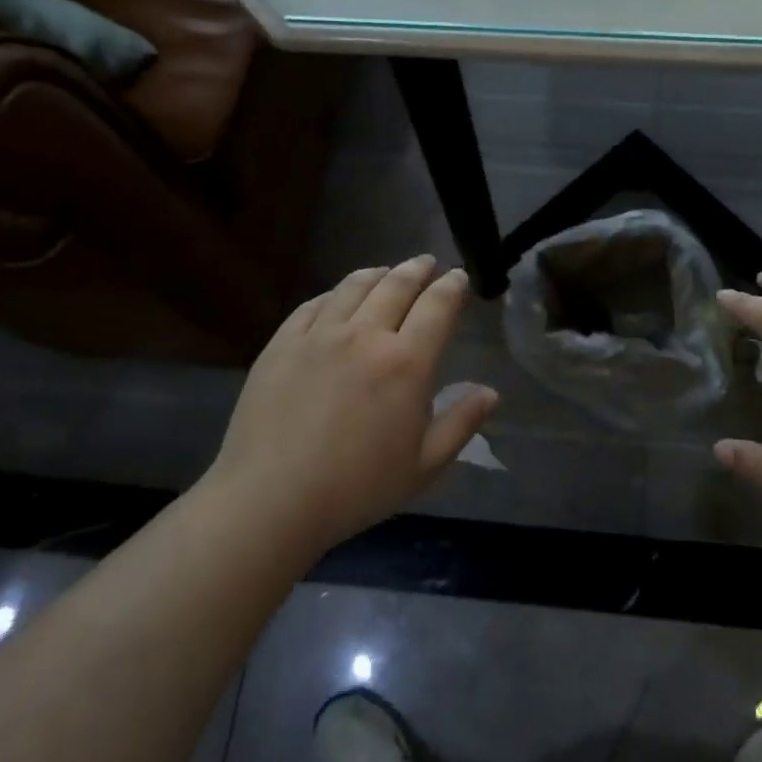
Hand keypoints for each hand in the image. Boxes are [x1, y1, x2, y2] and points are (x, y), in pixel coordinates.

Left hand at [203, 257, 497, 553]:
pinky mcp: (283, 342)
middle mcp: (365, 335)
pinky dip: (335, 293)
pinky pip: (314, 304)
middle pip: (397, 285)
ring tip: (386, 271)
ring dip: (378, 273)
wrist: (271, 499)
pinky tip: (338, 297)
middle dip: (418, 269)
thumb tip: (490, 392)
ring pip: (354, 286)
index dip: (452, 286)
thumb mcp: (423, 466)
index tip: (458, 276)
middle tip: (427, 263)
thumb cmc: (356, 488)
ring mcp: (320, 334)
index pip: (438, 306)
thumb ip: (460, 424)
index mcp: (407, 362)